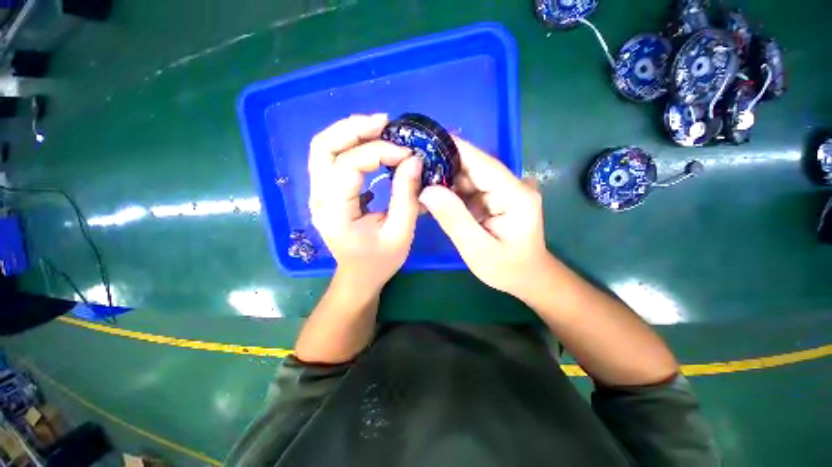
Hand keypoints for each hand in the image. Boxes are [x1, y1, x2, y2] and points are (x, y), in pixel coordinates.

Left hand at [308, 114, 422, 291]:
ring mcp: (319, 193)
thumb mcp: (400, 232)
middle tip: (385, 123)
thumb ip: (406, 196)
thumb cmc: (380, 260)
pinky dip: (349, 144)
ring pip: (323, 148)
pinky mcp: (326, 192)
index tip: (407, 154)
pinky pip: (331, 158)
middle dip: (354, 128)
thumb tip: (413, 160)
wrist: (359, 276)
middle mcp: (319, 197)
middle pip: (323, 146)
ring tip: (379, 128)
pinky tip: (370, 144)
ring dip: (350, 132)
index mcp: (334, 211)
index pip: (349, 165)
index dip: (380, 152)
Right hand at [419, 138, 550, 299]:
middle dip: (443, 165)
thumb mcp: (477, 249)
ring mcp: (505, 191)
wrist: (528, 278)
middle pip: (473, 167)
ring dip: (445, 180)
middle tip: (413, 167)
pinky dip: (452, 192)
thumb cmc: (507, 269)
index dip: (454, 148)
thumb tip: (427, 190)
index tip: (426, 139)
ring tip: (418, 181)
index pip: (481, 162)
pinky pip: (470, 189)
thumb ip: (453, 218)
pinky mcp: (496, 198)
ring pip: (469, 177)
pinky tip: (434, 196)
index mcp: (514, 194)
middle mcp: (512, 185)